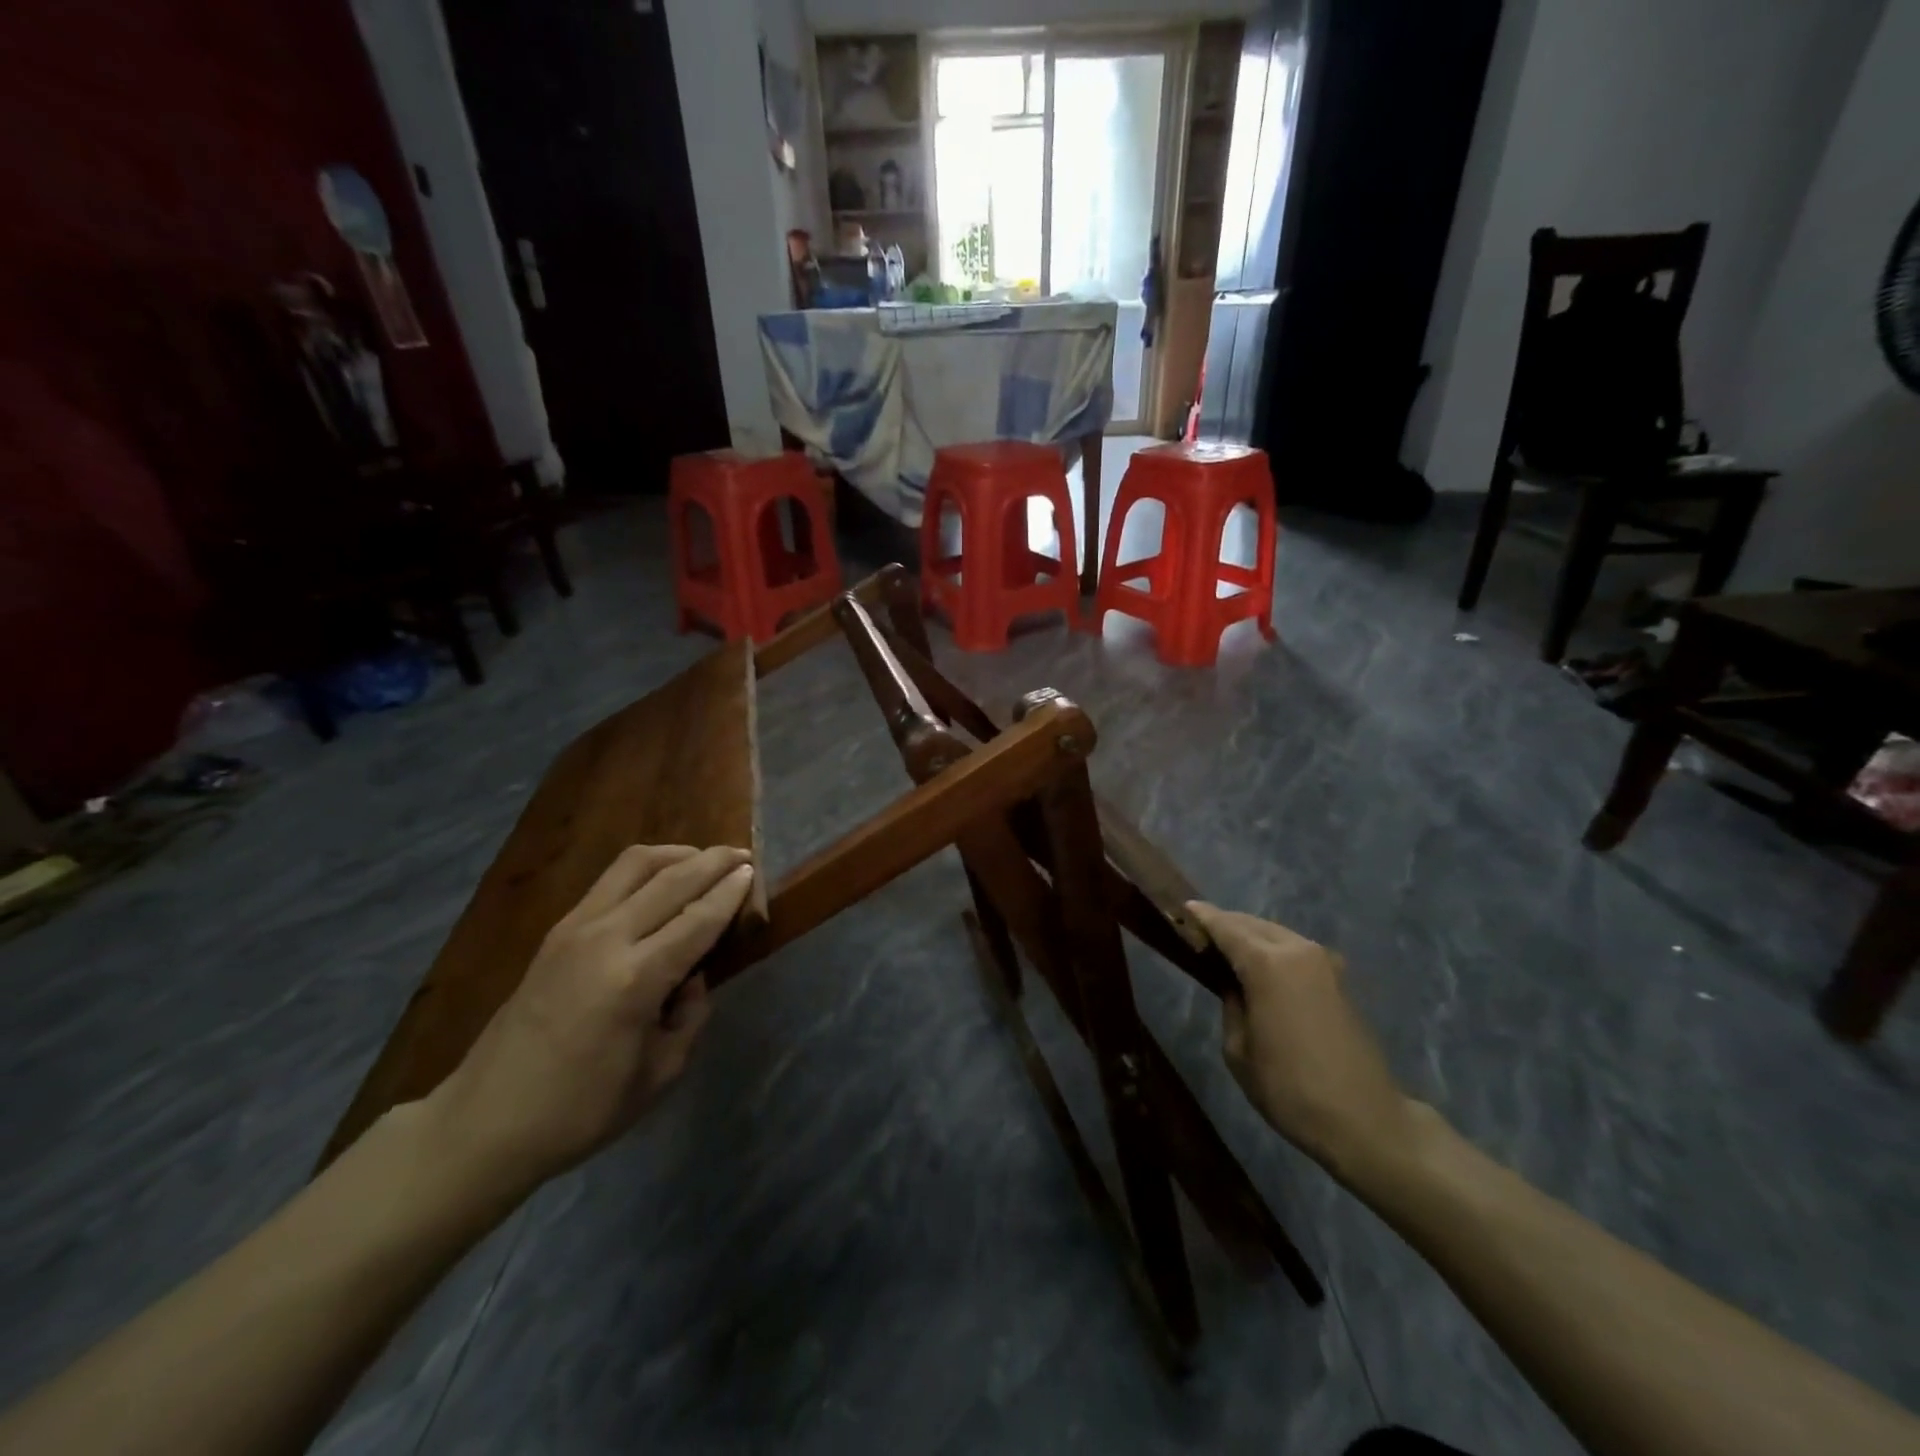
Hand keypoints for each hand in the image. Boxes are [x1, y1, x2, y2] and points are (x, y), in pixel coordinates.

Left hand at [428, 844, 754, 1194]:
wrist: (484, 1123)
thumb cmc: (580, 1111)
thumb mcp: (659, 1074)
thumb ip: (689, 1015)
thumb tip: (693, 975)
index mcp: (634, 981)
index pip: (698, 919)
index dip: (730, 893)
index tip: (753, 872)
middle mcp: (605, 940)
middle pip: (671, 879)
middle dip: (712, 861)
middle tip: (742, 856)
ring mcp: (575, 929)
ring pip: (636, 864)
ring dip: (677, 854)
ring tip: (704, 860)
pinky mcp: (557, 931)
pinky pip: (611, 880)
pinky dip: (647, 869)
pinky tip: (662, 881)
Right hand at [1188, 901, 1427, 1182]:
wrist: (1366, 1121)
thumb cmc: (1291, 1089)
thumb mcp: (1238, 1050)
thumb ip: (1231, 1005)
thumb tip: (1235, 987)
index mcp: (1268, 964)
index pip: (1226, 927)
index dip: (1202, 917)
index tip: (1182, 908)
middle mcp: (1297, 951)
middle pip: (1252, 924)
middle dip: (1226, 924)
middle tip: (1199, 932)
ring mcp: (1324, 963)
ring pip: (1276, 934)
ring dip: (1250, 936)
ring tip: (1227, 949)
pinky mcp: (1339, 979)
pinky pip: (1294, 950)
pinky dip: (1272, 949)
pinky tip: (1260, 967)